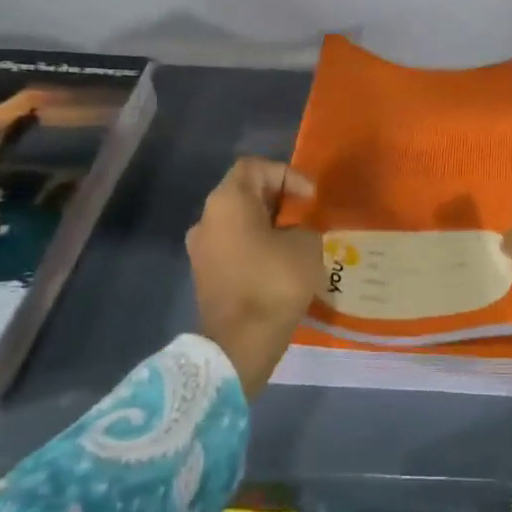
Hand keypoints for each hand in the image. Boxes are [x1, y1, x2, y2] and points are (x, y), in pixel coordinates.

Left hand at [186, 158, 323, 398]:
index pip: (254, 167)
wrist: (240, 343)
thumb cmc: (274, 283)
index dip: (286, 174)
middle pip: (244, 194)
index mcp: (227, 202)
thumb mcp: (307, 246)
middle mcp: (206, 220)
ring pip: (239, 223)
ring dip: (268, 226)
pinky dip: (257, 248)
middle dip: (279, 200)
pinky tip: (282, 265)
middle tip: (307, 215)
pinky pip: (235, 248)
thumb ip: (303, 228)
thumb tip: (294, 234)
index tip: (310, 197)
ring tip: (298, 241)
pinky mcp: (206, 276)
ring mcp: (202, 249)